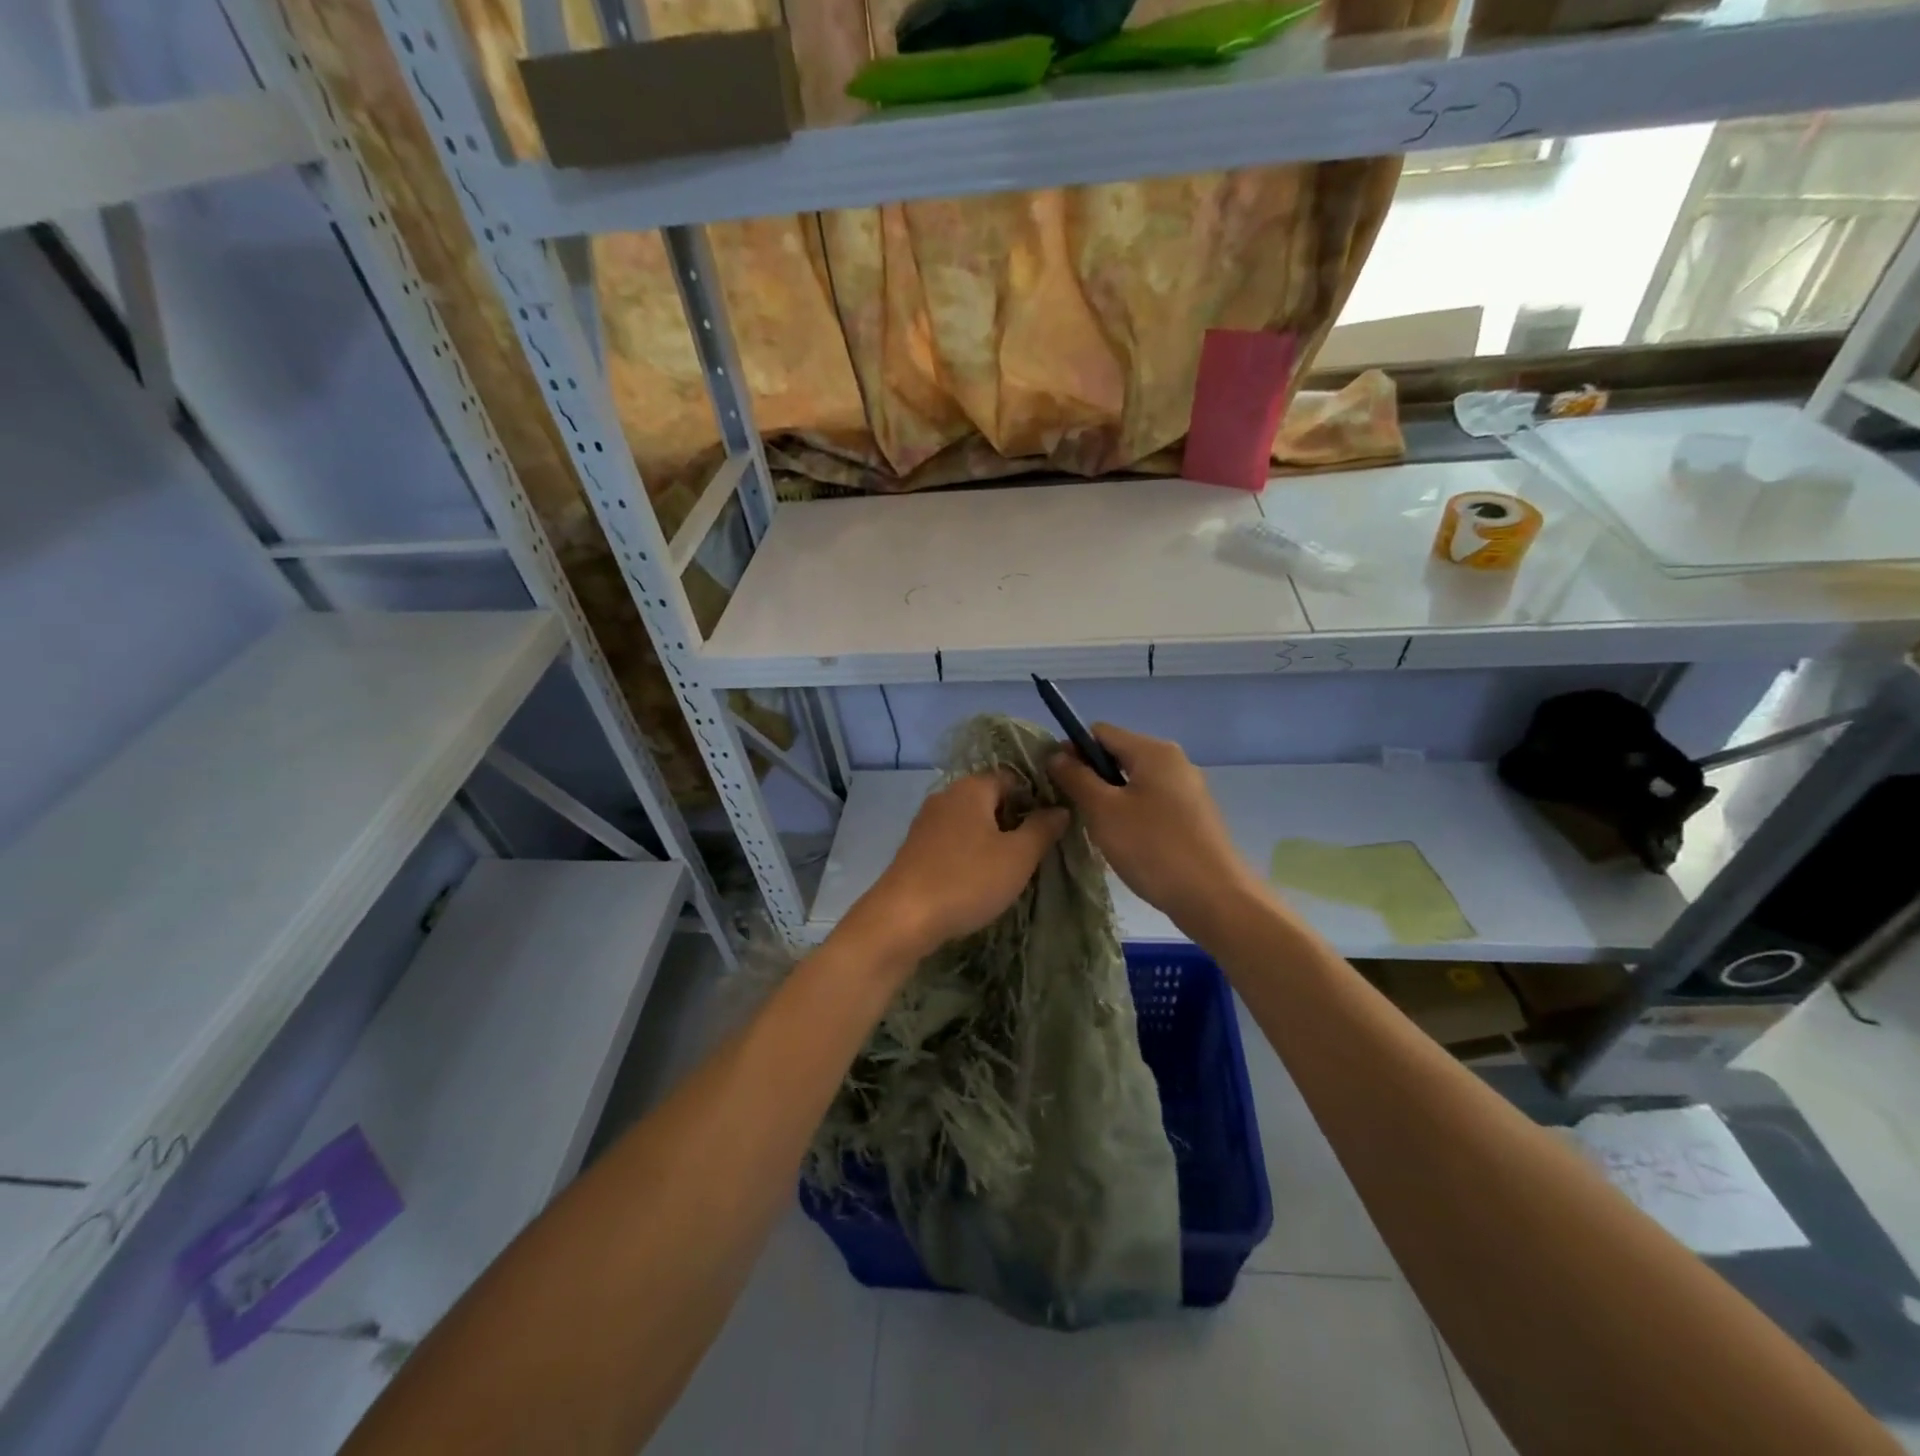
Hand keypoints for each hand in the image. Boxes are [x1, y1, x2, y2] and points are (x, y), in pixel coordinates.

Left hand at [848, 769, 1068, 962]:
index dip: (1037, 798)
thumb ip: (1042, 829)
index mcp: (972, 787)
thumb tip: (1060, 809)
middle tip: (1038, 851)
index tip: (1054, 826)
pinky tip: (979, 879)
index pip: (1013, 778)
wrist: (902, 918)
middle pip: (991, 799)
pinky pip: (953, 841)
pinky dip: (970, 854)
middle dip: (1015, 821)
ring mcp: (927, 822)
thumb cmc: (967, 880)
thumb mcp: (1017, 856)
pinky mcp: (915, 848)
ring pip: (971, 822)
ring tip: (1013, 868)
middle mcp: (946, 796)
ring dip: (993, 840)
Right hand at [1047, 724, 1257, 930]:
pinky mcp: (1193, 817)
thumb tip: (1057, 755)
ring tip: (1097, 830)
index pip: (1100, 732)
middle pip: (1119, 755)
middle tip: (1073, 809)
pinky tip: (1125, 843)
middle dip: (1091, 777)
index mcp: (1154, 751)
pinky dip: (1132, 815)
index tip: (1056, 780)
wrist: (1215, 898)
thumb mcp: (1103, 811)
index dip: (1073, 750)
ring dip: (1110, 799)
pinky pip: (1151, 803)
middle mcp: (1174, 762)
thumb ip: (1076, 778)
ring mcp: (1188, 790)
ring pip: (1134, 783)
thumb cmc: (1153, 848)